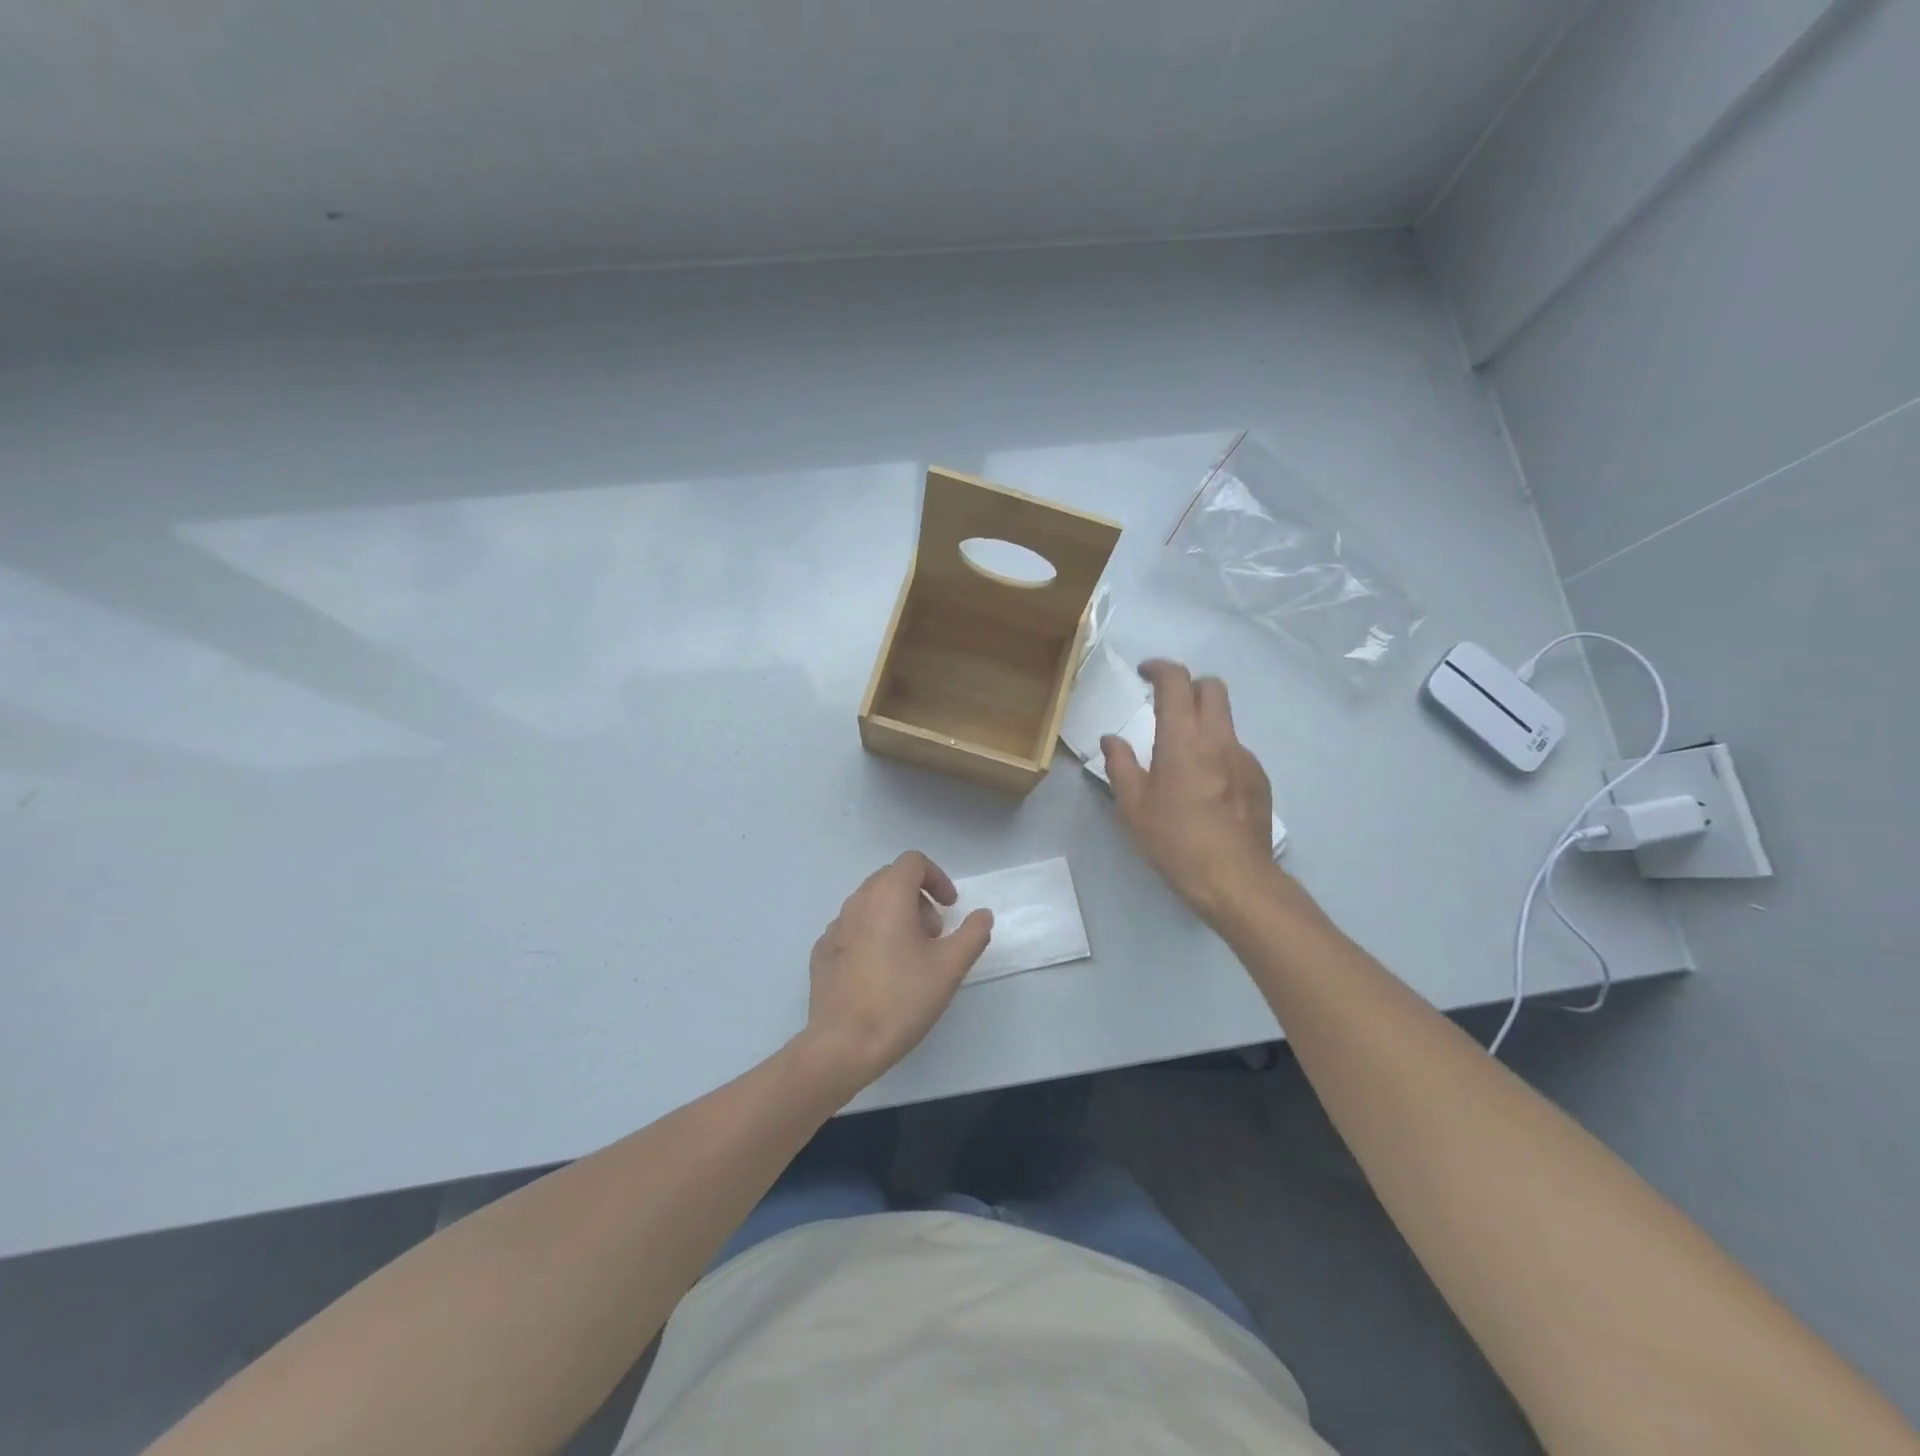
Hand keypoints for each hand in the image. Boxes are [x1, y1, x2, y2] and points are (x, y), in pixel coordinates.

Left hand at [798, 852, 993, 1092]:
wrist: (844, 1044)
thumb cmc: (902, 998)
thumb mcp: (950, 966)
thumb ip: (973, 934)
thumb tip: (982, 914)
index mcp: (887, 896)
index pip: (912, 862)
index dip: (937, 878)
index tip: (949, 908)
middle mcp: (857, 902)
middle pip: (890, 879)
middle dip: (918, 898)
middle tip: (933, 934)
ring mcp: (834, 927)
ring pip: (870, 904)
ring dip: (894, 916)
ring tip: (910, 956)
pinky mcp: (821, 952)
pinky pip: (852, 929)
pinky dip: (872, 935)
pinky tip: (881, 972)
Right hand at [1103, 660, 1279, 921]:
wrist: (1235, 880)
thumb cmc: (1175, 842)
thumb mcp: (1133, 807)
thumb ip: (1120, 765)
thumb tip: (1112, 739)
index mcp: (1183, 740)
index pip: (1177, 682)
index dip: (1160, 668)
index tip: (1145, 673)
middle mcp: (1219, 739)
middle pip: (1212, 687)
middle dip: (1188, 686)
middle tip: (1166, 706)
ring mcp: (1245, 758)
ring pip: (1225, 720)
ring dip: (1203, 722)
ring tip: (1183, 758)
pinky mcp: (1260, 779)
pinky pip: (1236, 751)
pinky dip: (1218, 753)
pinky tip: (1207, 788)